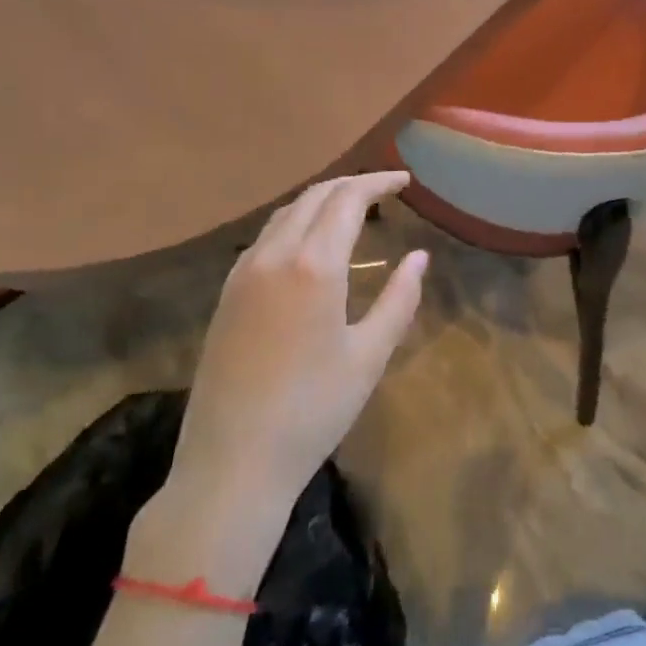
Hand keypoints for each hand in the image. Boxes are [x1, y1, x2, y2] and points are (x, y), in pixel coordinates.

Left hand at [168, 172, 427, 515]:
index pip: (348, 199)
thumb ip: (400, 299)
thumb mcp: (369, 356)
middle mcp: (273, 256)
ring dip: (321, 201)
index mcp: (313, 266)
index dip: (378, 182)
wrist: (230, 464)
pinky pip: (265, 237)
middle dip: (351, 185)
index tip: (405, 181)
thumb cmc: (313, 411)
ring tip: (352, 210)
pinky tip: (310, 244)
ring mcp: (242, 274)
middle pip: (314, 197)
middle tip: (384, 190)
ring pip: (285, 213)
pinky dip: (295, 222)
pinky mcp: (226, 295)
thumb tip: (419, 257)